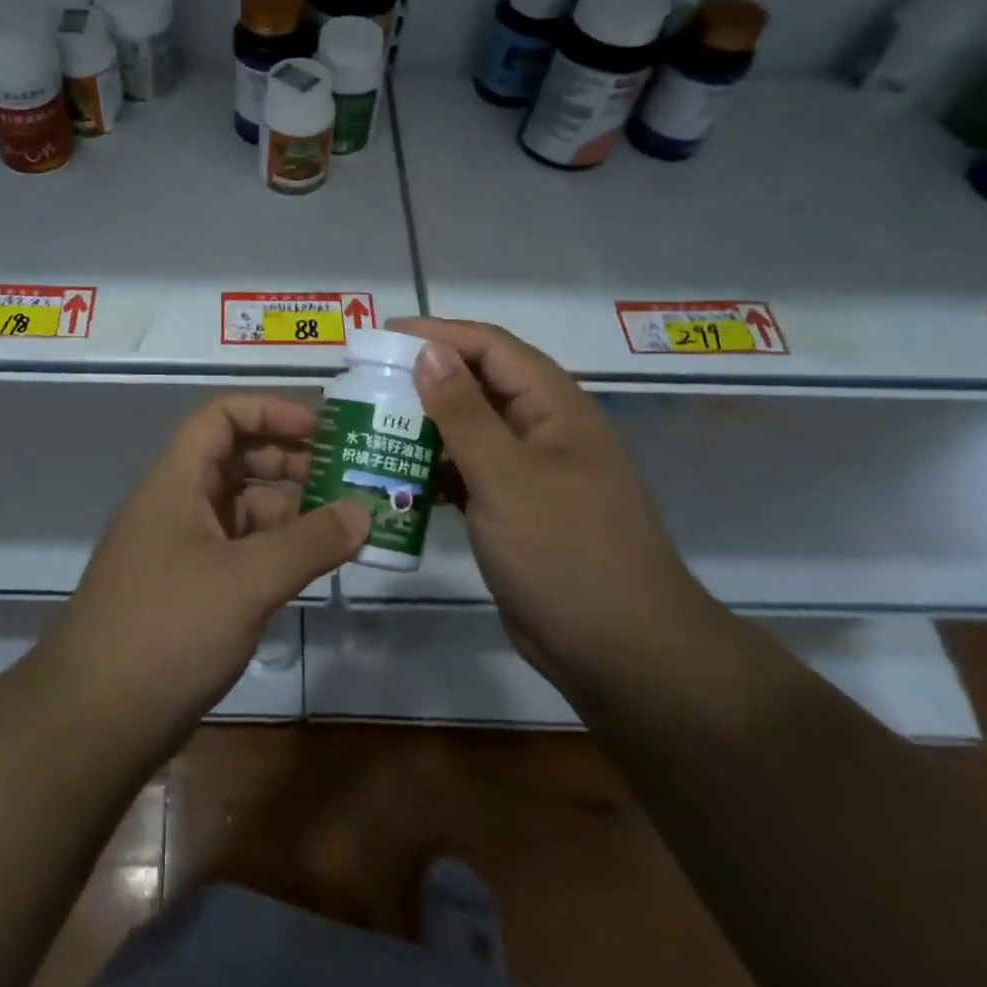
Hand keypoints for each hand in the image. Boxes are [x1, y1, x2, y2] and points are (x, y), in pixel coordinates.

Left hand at [39, 395, 366, 744]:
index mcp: (176, 482)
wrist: (94, 721)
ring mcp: (178, 550)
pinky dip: (271, 552)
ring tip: (340, 528)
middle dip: (288, 462)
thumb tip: (365, 511)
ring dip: (286, 512)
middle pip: (234, 460)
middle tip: (343, 479)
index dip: (270, 412)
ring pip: (238, 510)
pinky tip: (307, 570)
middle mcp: (174, 506)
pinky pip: (235, 552)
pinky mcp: (184, 592)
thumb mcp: (247, 580)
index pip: (221, 416)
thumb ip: (310, 543)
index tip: (322, 432)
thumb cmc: (169, 629)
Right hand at [390, 318, 705, 684]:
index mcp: (553, 406)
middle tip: (366, 382)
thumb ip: (463, 412)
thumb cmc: (565, 552)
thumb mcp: (506, 476)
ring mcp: (529, 471)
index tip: (380, 339)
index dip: (437, 334)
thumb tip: (429, 351)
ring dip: (423, 423)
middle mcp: (542, 429)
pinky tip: (395, 474)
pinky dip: (433, 467)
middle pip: (478, 383)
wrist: (620, 652)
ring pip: (469, 429)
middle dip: (424, 377)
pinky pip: (467, 471)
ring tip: (369, 423)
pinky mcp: (513, 509)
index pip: (490, 346)